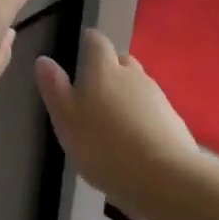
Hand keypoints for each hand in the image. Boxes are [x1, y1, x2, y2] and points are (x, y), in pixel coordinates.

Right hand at [34, 29, 199, 212]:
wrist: (164, 178)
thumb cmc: (103, 146)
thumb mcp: (66, 119)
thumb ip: (54, 88)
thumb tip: (44, 60)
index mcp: (103, 70)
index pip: (97, 42)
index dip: (88, 42)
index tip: (81, 49)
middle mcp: (133, 75)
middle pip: (121, 61)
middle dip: (109, 69)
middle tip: (94, 90)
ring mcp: (158, 97)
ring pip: (138, 85)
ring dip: (127, 95)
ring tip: (114, 120)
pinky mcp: (174, 120)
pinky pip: (153, 110)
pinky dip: (143, 117)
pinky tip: (136, 140)